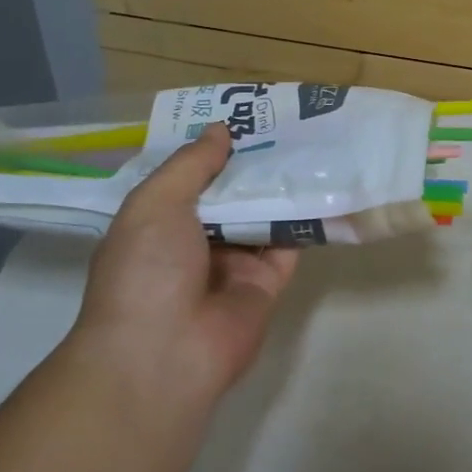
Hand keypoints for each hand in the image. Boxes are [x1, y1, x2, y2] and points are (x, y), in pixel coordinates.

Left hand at [67, 126, 297, 409]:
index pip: (191, 179)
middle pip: (232, 195)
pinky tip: (325, 186)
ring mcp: (233, 265)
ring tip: (313, 145)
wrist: (164, 354)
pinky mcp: (266, 285)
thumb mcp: (156, 203)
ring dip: (282, 188)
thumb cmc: (146, 270)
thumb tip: (220, 130)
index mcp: (159, 223)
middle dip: (254, 165)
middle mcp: (196, 242)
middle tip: (289, 125)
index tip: (245, 118)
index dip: (215, 150)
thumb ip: (192, 165)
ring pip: (263, 217)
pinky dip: (305, 220)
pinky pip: (289, 246)